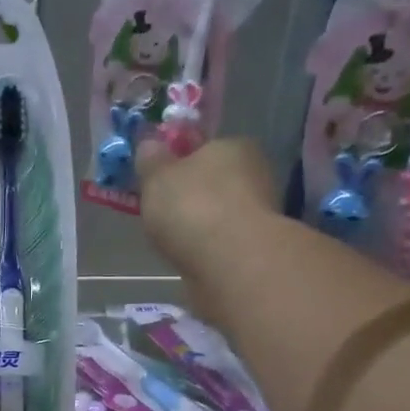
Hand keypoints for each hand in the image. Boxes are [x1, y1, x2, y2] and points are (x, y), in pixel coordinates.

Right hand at [137, 137, 282, 318]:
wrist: (230, 265)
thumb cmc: (192, 208)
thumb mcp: (157, 176)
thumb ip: (151, 160)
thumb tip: (150, 145)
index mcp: (234, 146)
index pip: (204, 149)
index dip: (179, 165)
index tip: (159, 184)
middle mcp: (254, 175)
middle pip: (213, 183)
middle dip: (190, 199)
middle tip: (161, 217)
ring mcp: (259, 215)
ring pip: (219, 216)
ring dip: (199, 227)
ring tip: (173, 244)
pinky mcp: (255, 250)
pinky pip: (222, 244)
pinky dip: (207, 250)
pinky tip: (191, 260)